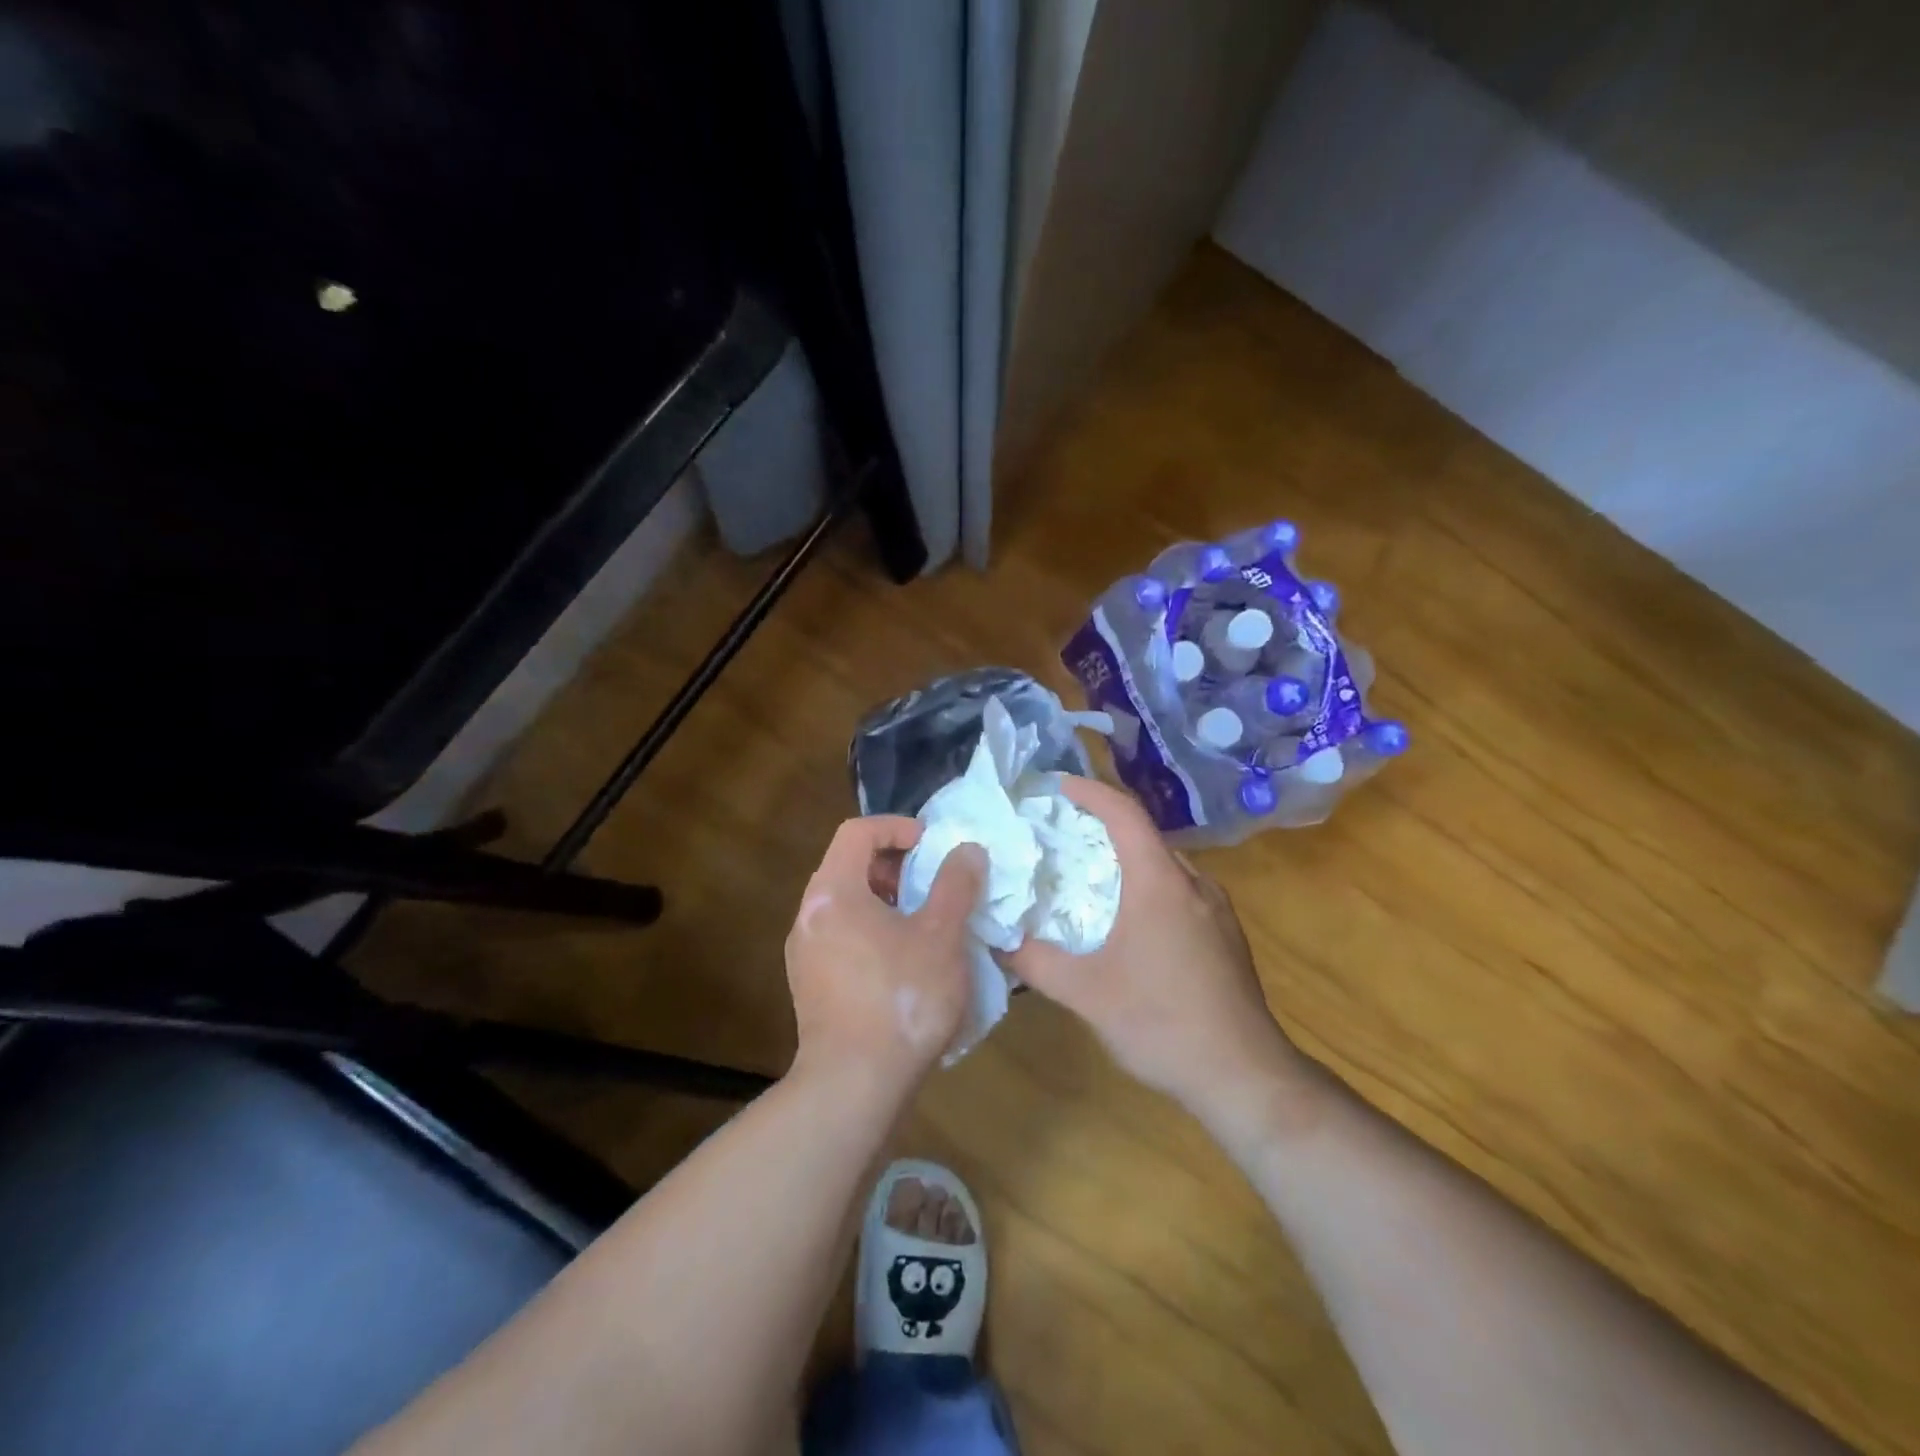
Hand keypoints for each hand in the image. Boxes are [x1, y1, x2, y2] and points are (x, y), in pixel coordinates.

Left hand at [785, 816, 986, 1093]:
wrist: (854, 1086)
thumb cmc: (901, 998)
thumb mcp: (941, 935)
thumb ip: (955, 885)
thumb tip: (967, 851)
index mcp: (833, 892)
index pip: (857, 832)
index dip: (897, 827)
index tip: (931, 845)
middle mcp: (809, 916)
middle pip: (848, 866)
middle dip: (893, 865)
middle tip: (931, 883)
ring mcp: (804, 954)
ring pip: (845, 905)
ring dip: (885, 901)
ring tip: (924, 923)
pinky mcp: (809, 986)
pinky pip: (841, 938)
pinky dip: (872, 931)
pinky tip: (905, 962)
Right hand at [1001, 778, 1310, 1132]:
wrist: (1244, 1076)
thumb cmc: (1161, 1023)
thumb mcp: (1086, 993)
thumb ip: (1035, 960)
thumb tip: (996, 938)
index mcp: (1160, 882)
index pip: (1124, 813)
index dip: (1090, 792)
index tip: (1058, 786)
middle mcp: (1193, 883)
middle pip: (1145, 835)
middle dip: (1102, 826)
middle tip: (1061, 837)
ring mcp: (1216, 909)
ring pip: (1165, 864)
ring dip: (1127, 859)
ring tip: (1089, 876)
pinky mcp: (1225, 934)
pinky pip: (1180, 890)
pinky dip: (1148, 885)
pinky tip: (1129, 921)